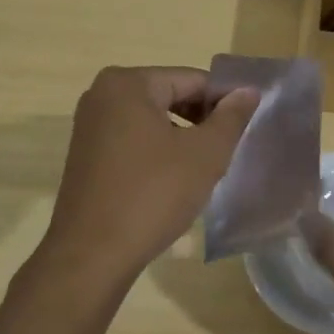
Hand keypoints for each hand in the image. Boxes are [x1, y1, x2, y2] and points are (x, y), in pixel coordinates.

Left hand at [40, 66, 258, 283]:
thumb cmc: (153, 195)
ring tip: (203, 170)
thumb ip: (230, 117)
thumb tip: (247, 91)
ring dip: (181, 139)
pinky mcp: (85, 155)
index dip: (224, 102)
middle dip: (201, 121)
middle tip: (226, 151)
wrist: (92, 254)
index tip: (246, 128)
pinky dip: (156, 153)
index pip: (192, 80)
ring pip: (151, 121)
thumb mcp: (204, 154)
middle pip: (169, 96)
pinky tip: (172, 183)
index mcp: (128, 83)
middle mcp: (101, 95)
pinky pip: (132, 141)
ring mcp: (89, 126)